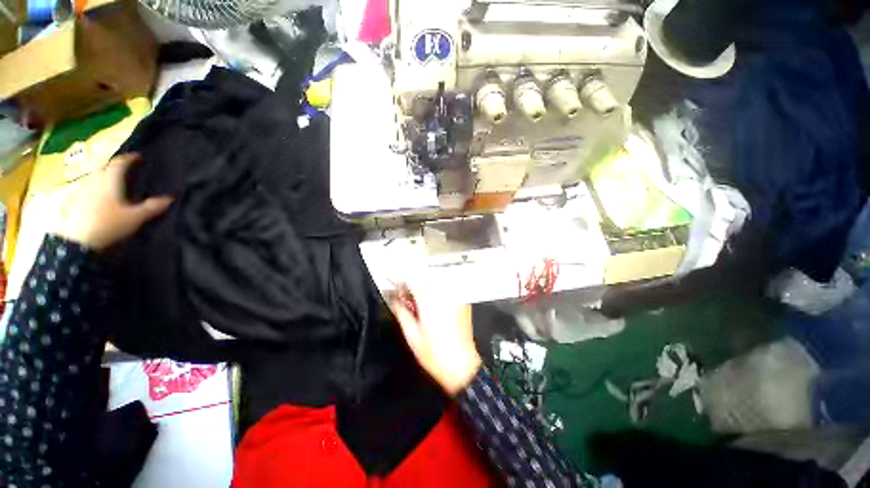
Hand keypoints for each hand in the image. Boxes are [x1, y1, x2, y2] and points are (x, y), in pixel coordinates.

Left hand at [55, 154, 172, 249]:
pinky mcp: (72, 200)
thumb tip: (170, 198)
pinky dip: (93, 186)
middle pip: (104, 165)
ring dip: (103, 174)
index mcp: (110, 180)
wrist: (76, 241)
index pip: (120, 163)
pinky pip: (84, 187)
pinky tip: (96, 195)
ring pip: (93, 175)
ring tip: (111, 180)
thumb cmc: (108, 225)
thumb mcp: (135, 218)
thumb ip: (152, 207)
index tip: (139, 157)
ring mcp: (81, 189)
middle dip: (114, 164)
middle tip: (124, 167)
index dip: (130, 158)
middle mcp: (94, 179)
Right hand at [390, 280, 481, 396]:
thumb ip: (402, 313)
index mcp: (429, 303)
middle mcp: (444, 296)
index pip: (413, 279)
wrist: (461, 366)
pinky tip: (434, 305)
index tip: (398, 286)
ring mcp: (455, 298)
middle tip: (408, 296)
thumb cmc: (436, 356)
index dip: (402, 280)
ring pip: (436, 280)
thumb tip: (396, 300)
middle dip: (414, 282)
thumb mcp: (411, 336)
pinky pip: (447, 288)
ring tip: (421, 302)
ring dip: (426, 286)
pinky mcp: (462, 302)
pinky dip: (437, 292)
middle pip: (425, 276)